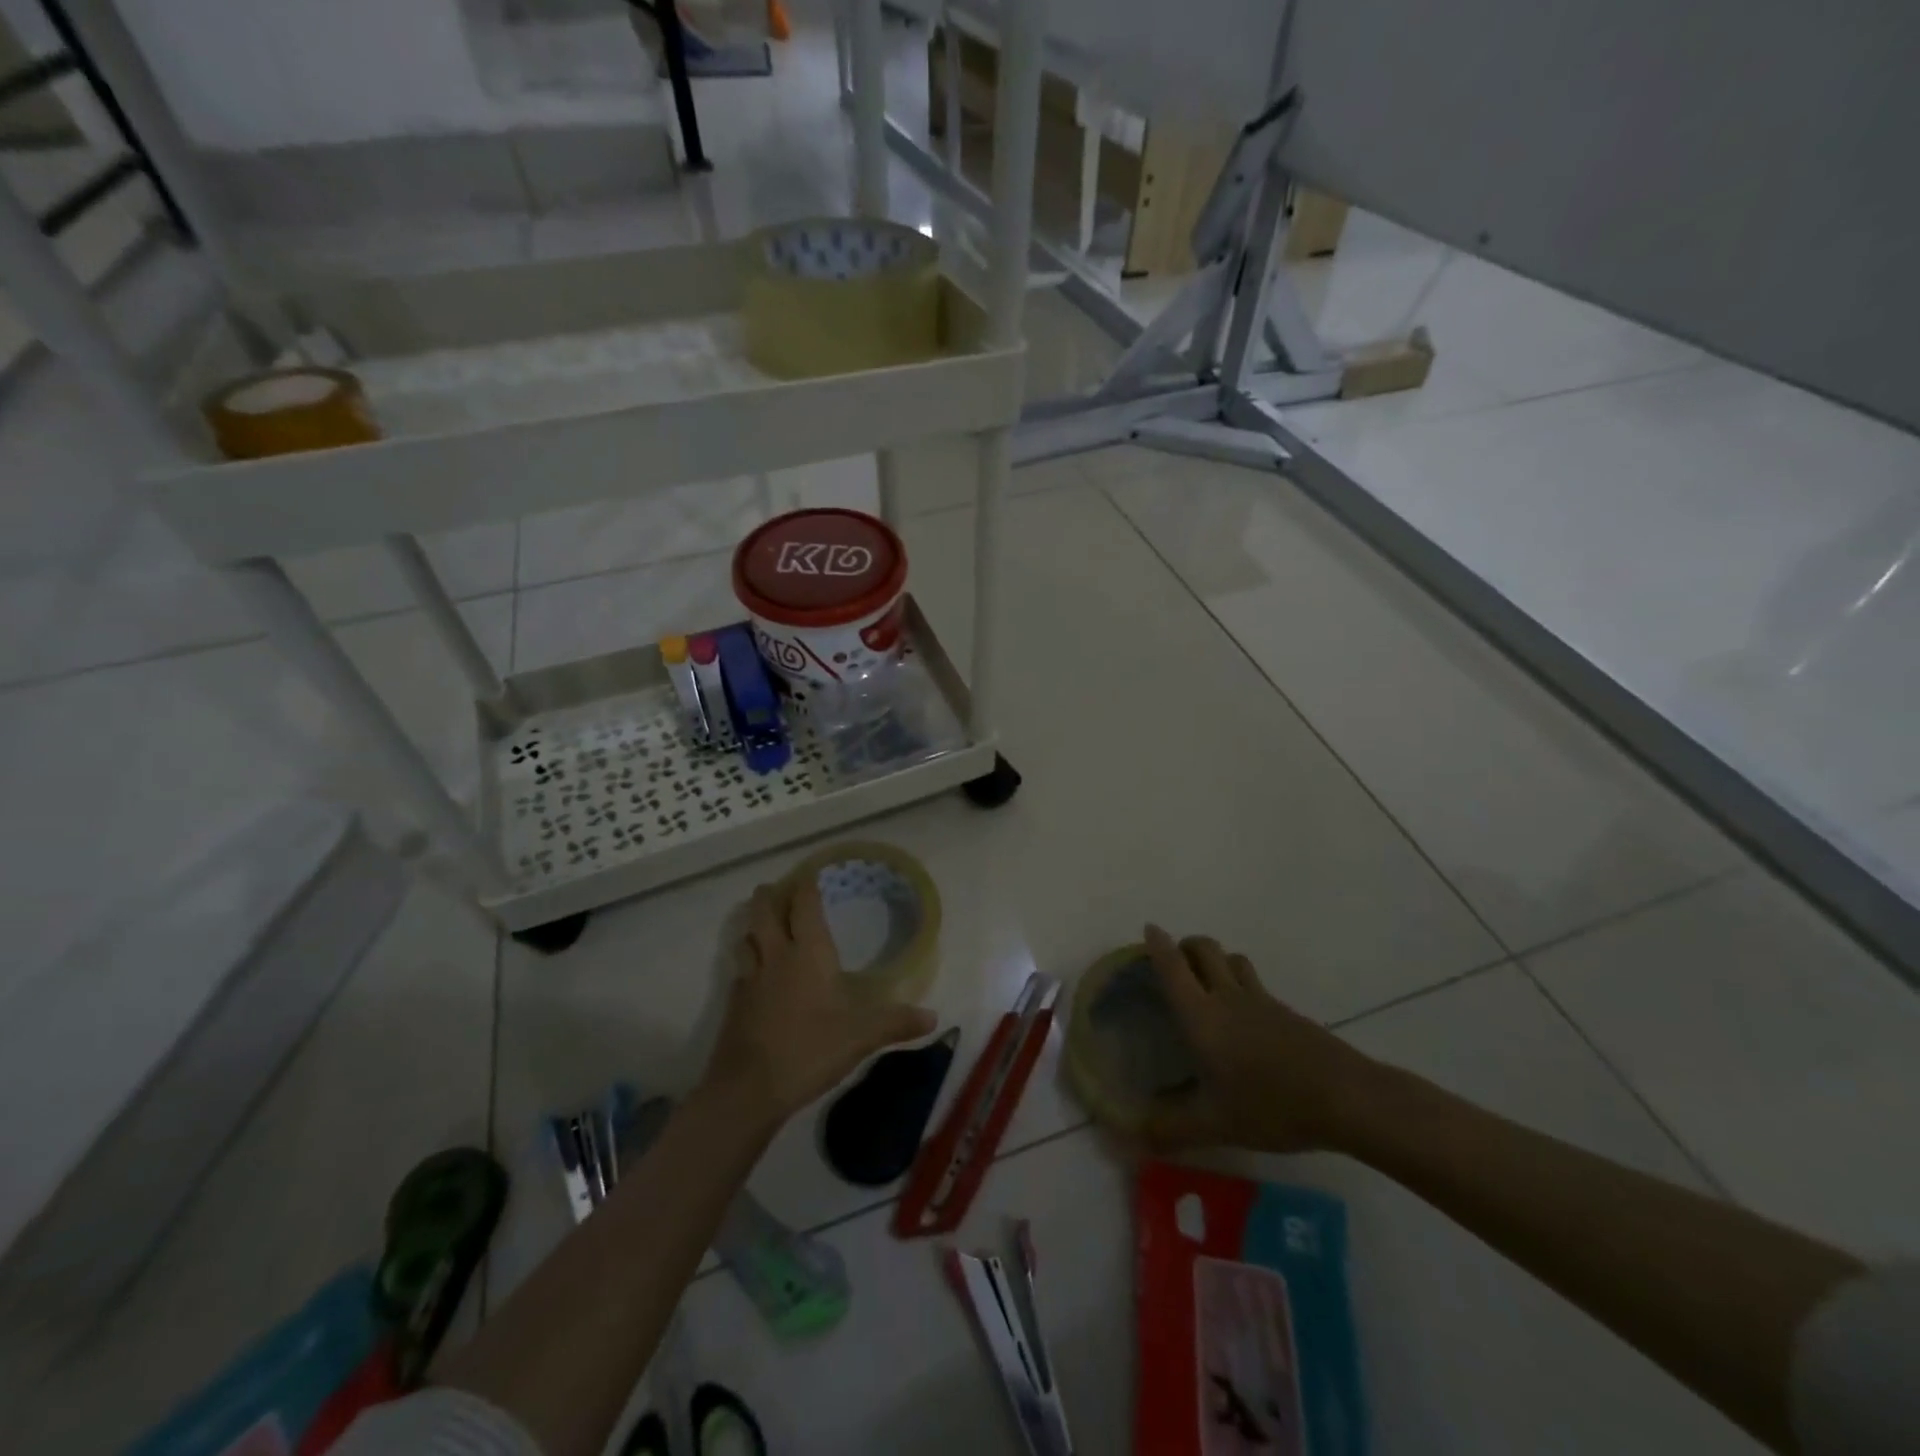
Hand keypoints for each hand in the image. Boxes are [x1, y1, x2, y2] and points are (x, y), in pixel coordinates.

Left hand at [703, 879, 937, 1125]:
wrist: (748, 1089)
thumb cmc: (809, 1050)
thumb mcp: (861, 1037)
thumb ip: (895, 1023)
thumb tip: (934, 1018)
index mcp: (808, 953)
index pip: (803, 905)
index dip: (806, 884)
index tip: (812, 872)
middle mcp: (776, 957)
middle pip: (764, 911)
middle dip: (770, 895)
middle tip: (779, 888)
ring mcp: (750, 979)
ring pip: (746, 937)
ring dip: (754, 924)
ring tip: (764, 922)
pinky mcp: (734, 1004)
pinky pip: (740, 968)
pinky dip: (747, 959)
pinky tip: (756, 972)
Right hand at [1133, 924, 1386, 1153]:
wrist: (1345, 1097)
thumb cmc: (1271, 1104)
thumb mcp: (1215, 1124)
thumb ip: (1171, 1129)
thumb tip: (1127, 1141)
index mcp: (1202, 1016)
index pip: (1173, 967)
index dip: (1158, 945)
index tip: (1150, 928)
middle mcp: (1228, 997)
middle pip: (1205, 949)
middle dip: (1186, 945)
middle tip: (1175, 961)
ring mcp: (1261, 1001)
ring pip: (1233, 960)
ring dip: (1215, 959)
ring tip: (1208, 981)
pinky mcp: (1287, 1012)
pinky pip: (1254, 983)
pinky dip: (1240, 982)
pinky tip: (1244, 1016)